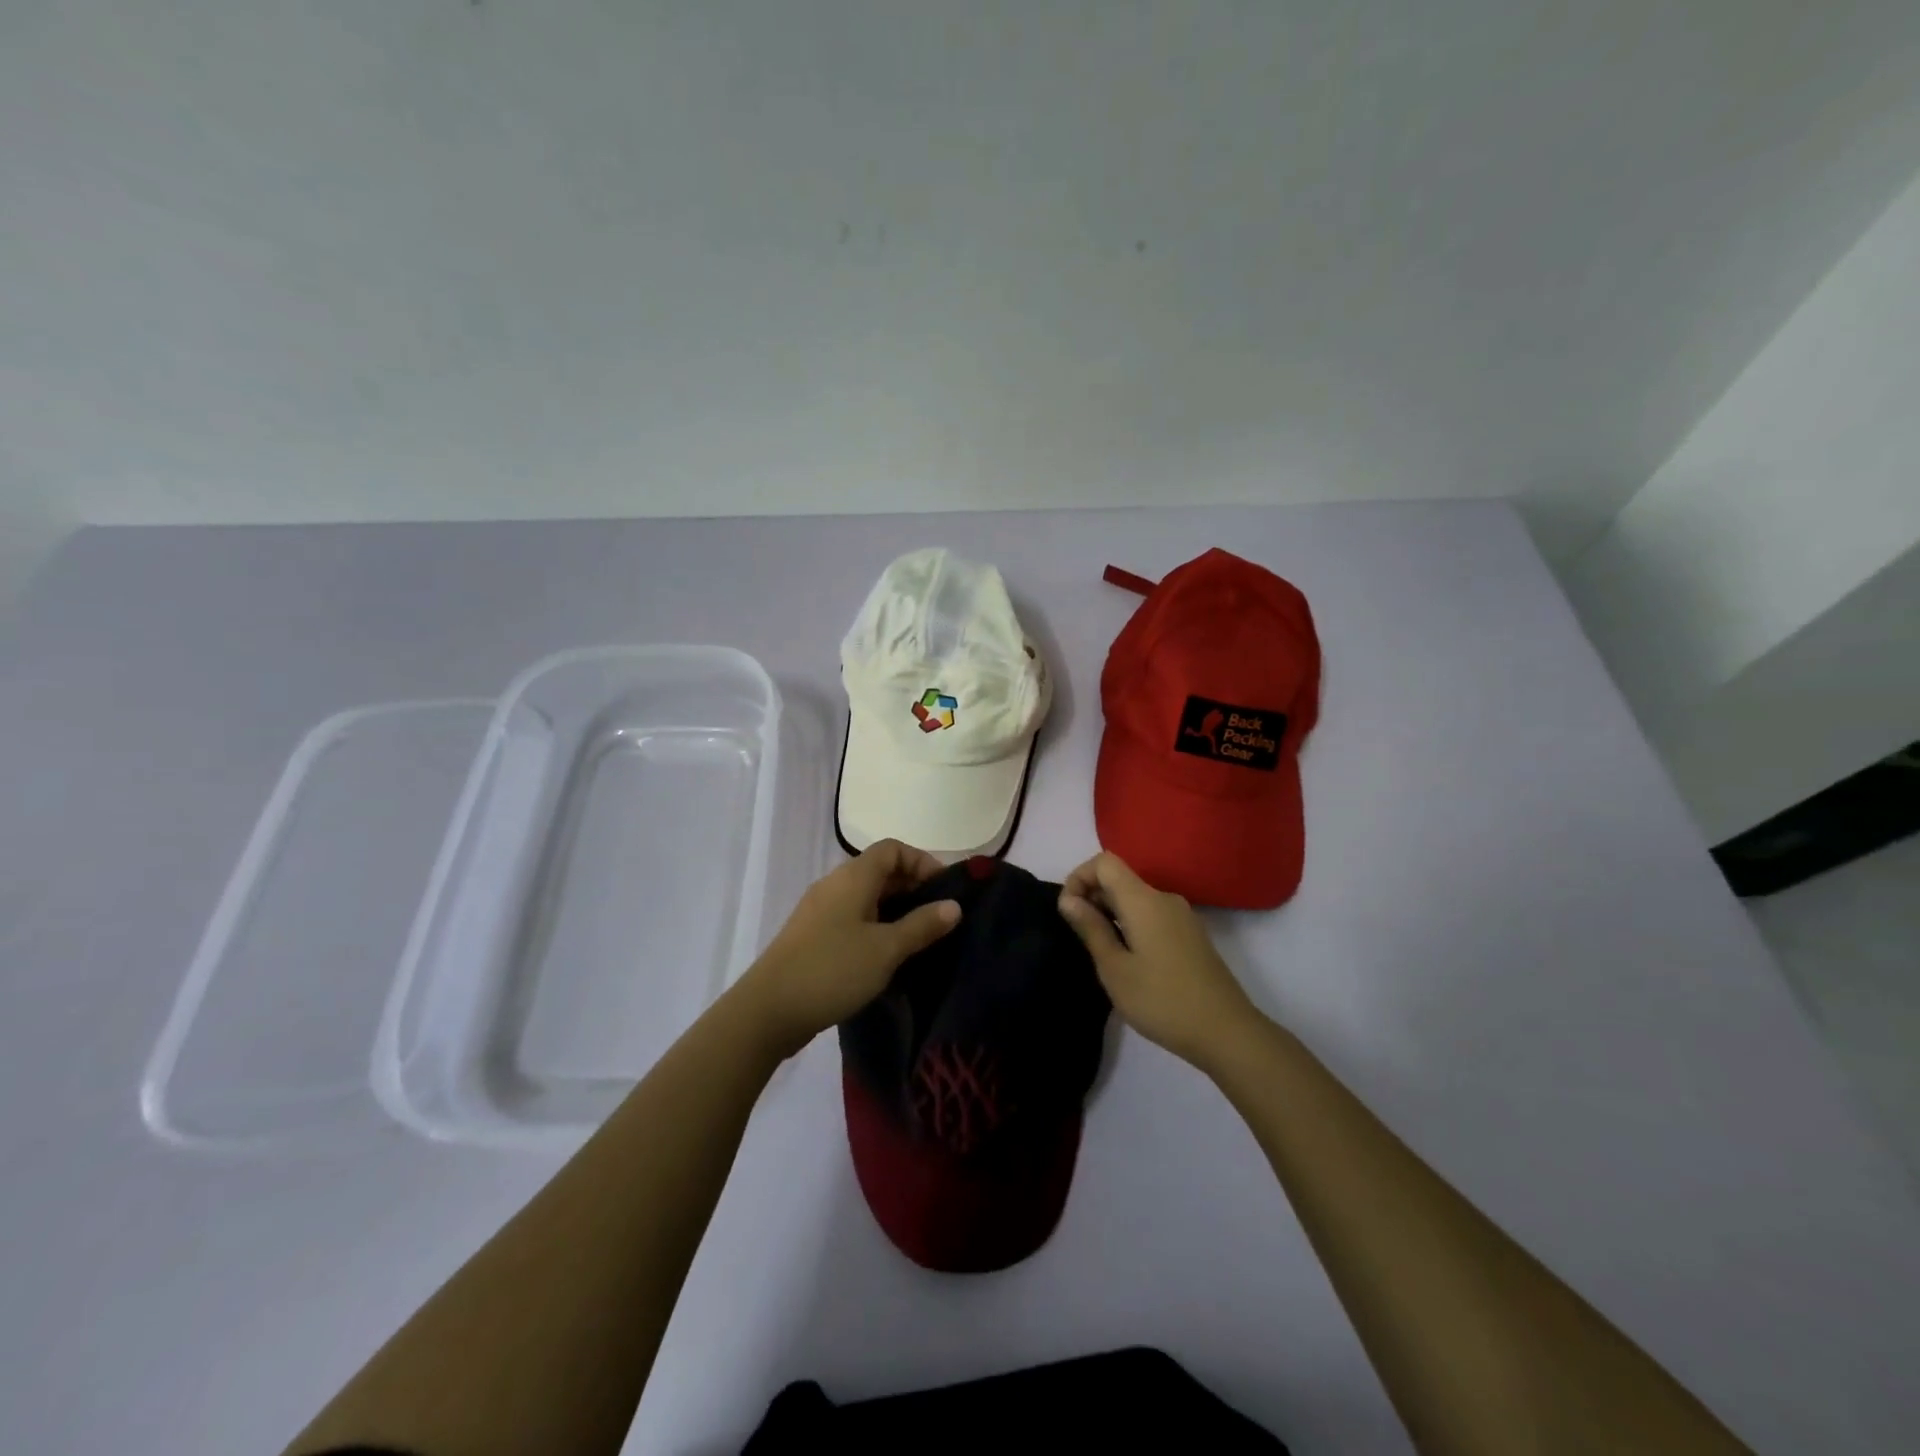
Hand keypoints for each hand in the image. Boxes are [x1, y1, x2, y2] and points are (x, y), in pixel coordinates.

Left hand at [731, 839, 960, 1058]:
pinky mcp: (812, 935)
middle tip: (939, 917)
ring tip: (920, 938)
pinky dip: (875, 926)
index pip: (893, 848)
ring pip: (866, 896)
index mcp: (853, 877)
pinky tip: (888, 955)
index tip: (945, 891)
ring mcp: (820, 910)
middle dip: (912, 887)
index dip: (922, 861)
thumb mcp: (886, 949)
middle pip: (880, 870)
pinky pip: (852, 917)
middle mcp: (835, 884)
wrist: (768, 1010)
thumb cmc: (832, 970)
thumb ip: (922, 926)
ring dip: (895, 909)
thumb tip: (954, 906)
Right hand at [1057, 851, 1261, 1068]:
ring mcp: (1182, 917)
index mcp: (1144, 900)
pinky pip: (1152, 916)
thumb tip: (1068, 899)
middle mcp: (1164, 899)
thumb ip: (1091, 928)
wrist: (1227, 1032)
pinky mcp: (1191, 935)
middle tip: (1080, 937)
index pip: (1105, 862)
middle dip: (1092, 897)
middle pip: (1120, 879)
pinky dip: (1131, 925)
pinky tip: (1129, 961)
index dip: (1079, 877)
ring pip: (1136, 899)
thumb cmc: (1162, 1000)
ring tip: (1101, 952)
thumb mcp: (1115, 968)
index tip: (1068, 911)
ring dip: (1111, 914)